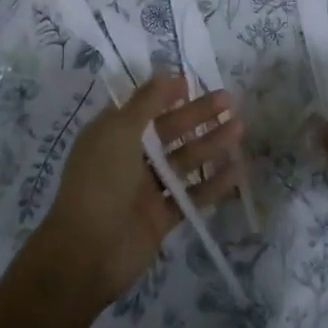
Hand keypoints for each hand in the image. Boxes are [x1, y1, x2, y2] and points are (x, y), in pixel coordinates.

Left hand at [37, 73, 243, 307]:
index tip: (192, 82)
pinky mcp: (160, 217)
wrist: (88, 253)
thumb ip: (145, 103)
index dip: (165, 94)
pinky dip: (212, 185)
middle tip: (229, 101)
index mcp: (110, 134)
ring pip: (183, 161)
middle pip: (167, 131)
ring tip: (240, 129)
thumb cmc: (100, 182)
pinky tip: (237, 172)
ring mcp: (145, 189)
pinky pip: (191, 196)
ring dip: (210, 145)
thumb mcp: (118, 133)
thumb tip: (166, 74)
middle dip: (196, 115)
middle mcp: (127, 158)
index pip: (141, 107)